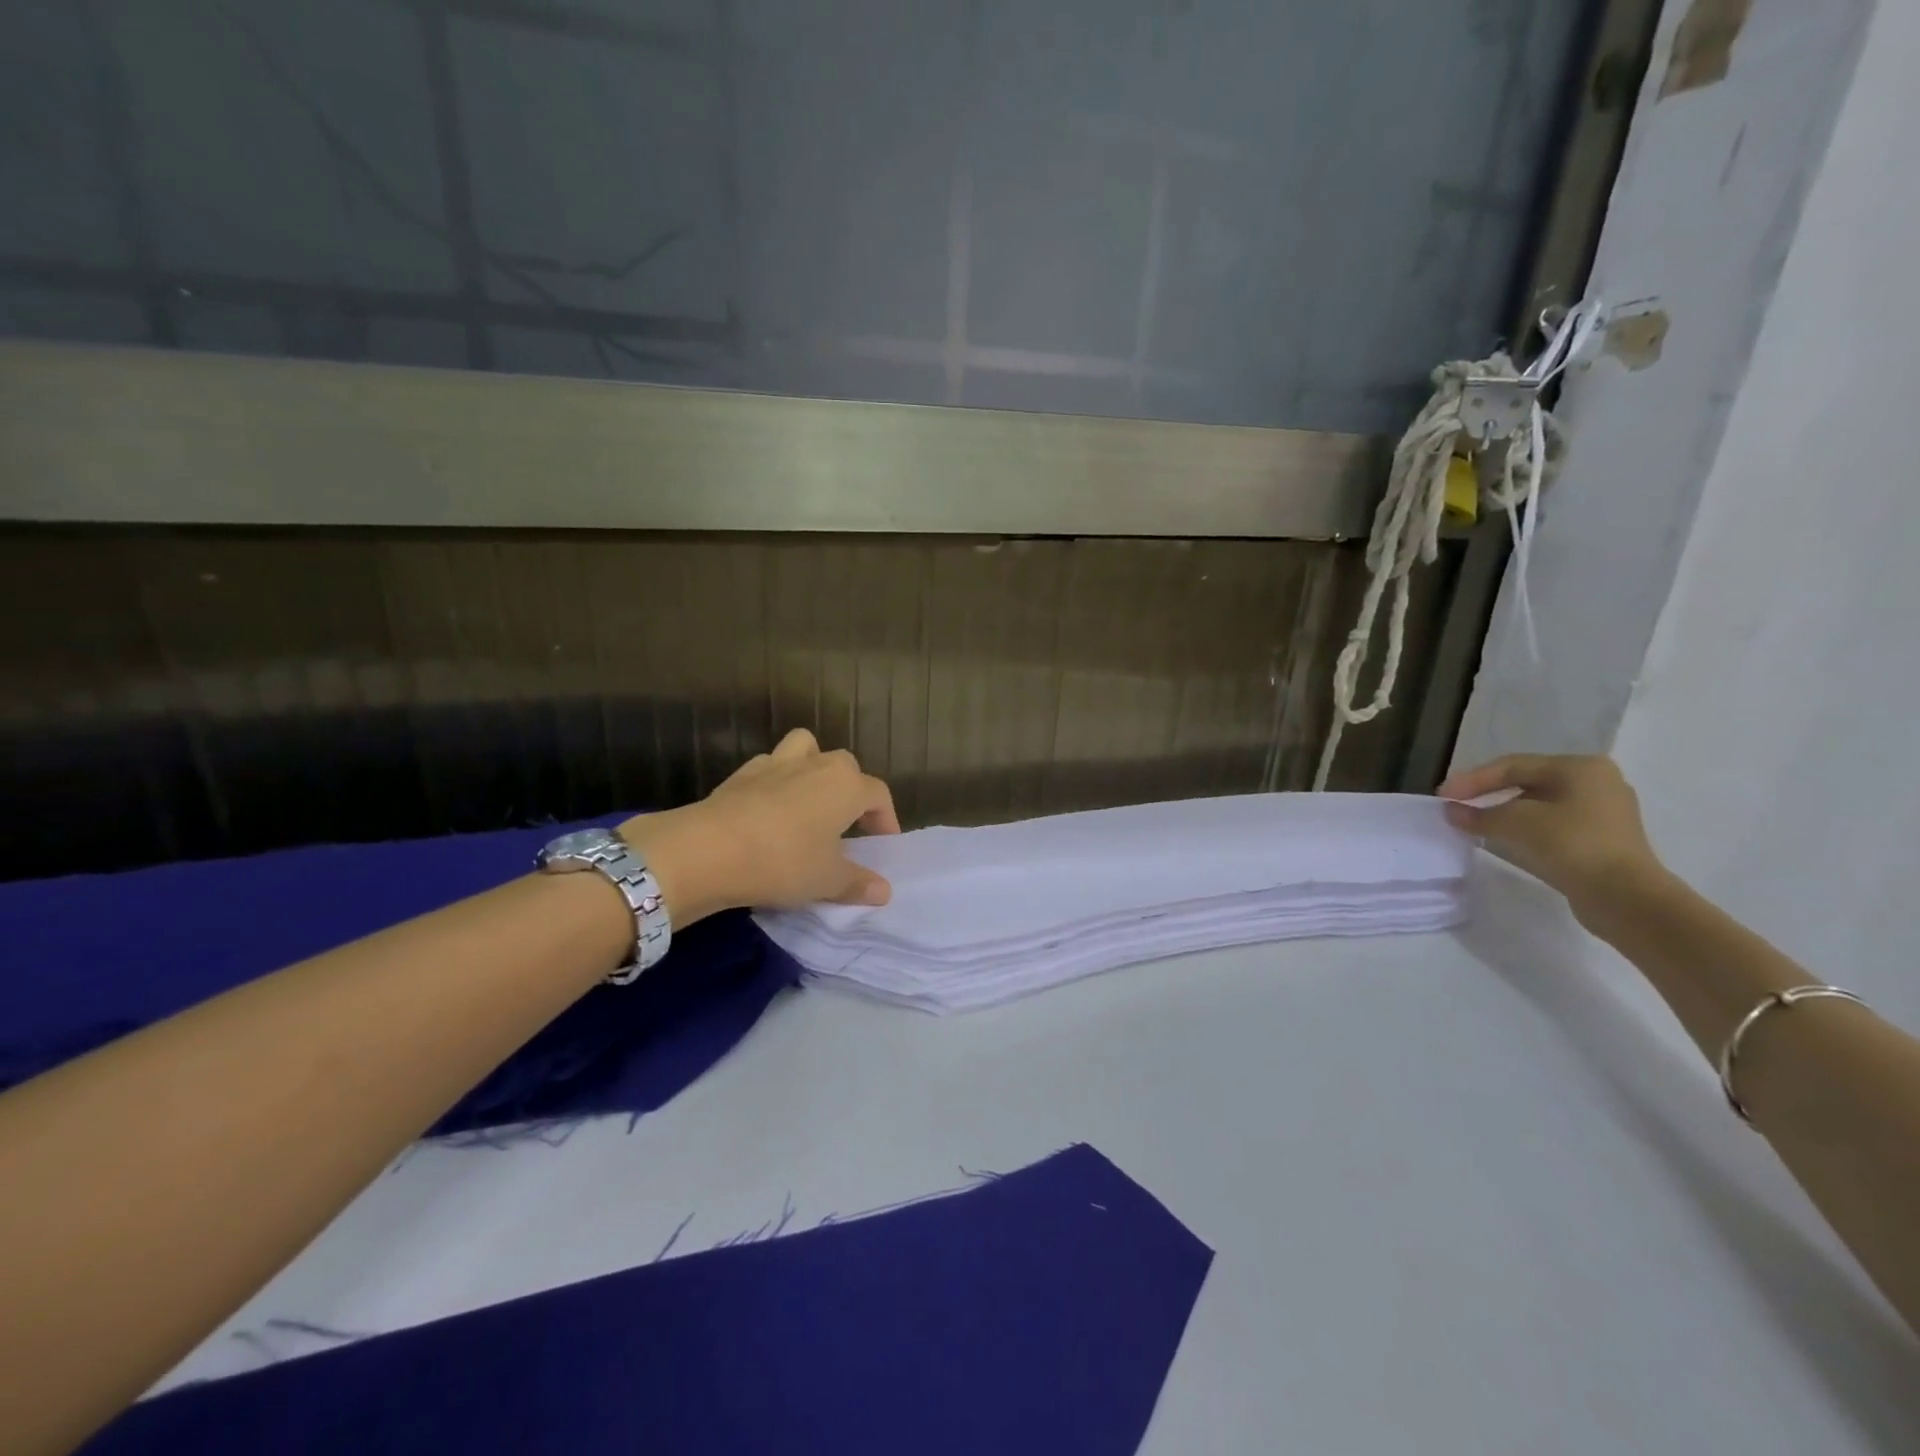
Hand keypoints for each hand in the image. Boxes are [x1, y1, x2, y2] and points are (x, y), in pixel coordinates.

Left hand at [619, 729, 900, 923]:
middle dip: (852, 791)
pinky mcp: (742, 773)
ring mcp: (777, 763)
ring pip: (806, 748)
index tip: (881, 845)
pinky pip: (770, 767)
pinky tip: (769, 810)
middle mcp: (817, 764)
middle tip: (847, 826)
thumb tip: (884, 891)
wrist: (708, 850)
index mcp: (847, 785)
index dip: (885, 819)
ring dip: (813, 766)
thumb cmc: (783, 861)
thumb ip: (858, 883)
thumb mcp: (827, 881)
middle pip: (845, 766)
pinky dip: (776, 781)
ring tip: (809, 801)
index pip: (878, 795)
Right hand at [1436, 754, 1666, 919]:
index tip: (1442, 795)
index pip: (1513, 766)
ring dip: (1504, 812)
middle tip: (1457, 805)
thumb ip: (1478, 814)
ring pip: (1539, 805)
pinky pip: (1553, 825)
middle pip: (1527, 782)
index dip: (1472, 779)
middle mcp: (1596, 782)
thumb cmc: (1572, 845)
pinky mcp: (1602, 839)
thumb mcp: (1516, 823)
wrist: (1625, 898)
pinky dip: (1524, 828)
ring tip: (1475, 823)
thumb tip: (1451, 811)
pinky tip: (1505, 838)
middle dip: (1488, 794)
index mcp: (1580, 767)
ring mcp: (1603, 812)